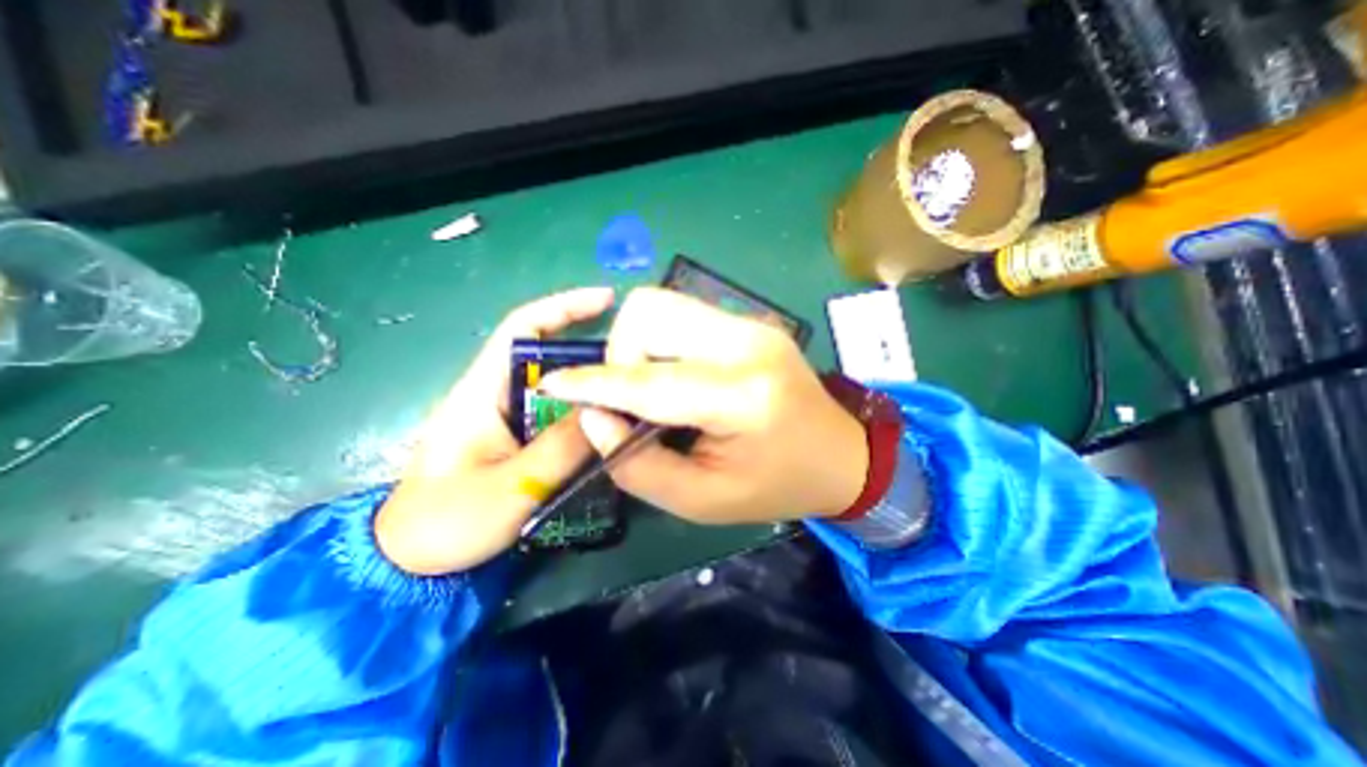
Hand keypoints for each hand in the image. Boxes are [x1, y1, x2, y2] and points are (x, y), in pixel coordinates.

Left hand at [373, 289, 612, 574]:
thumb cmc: (448, 521)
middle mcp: (496, 393)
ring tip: (630, 394)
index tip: (608, 300)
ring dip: (591, 386)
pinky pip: (557, 414)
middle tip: (636, 363)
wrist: (410, 561)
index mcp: (481, 390)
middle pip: (549, 355)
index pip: (523, 328)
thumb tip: (607, 411)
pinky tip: (607, 425)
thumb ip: (562, 448)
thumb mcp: (511, 487)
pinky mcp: (517, 437)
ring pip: (558, 388)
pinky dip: (583, 413)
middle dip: (591, 352)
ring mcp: (507, 416)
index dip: (564, 307)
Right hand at [539, 288, 868, 527]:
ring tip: (654, 388)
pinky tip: (678, 375)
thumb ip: (638, 464)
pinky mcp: (750, 321)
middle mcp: (747, 343)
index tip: (553, 385)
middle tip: (633, 399)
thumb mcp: (702, 499)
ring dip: (639, 345)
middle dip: (622, 356)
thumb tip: (594, 416)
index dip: (594, 384)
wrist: (842, 455)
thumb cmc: (776, 486)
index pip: (650, 381)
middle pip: (650, 313)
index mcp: (743, 396)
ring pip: (662, 305)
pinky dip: (662, 342)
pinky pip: (683, 315)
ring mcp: (752, 323)